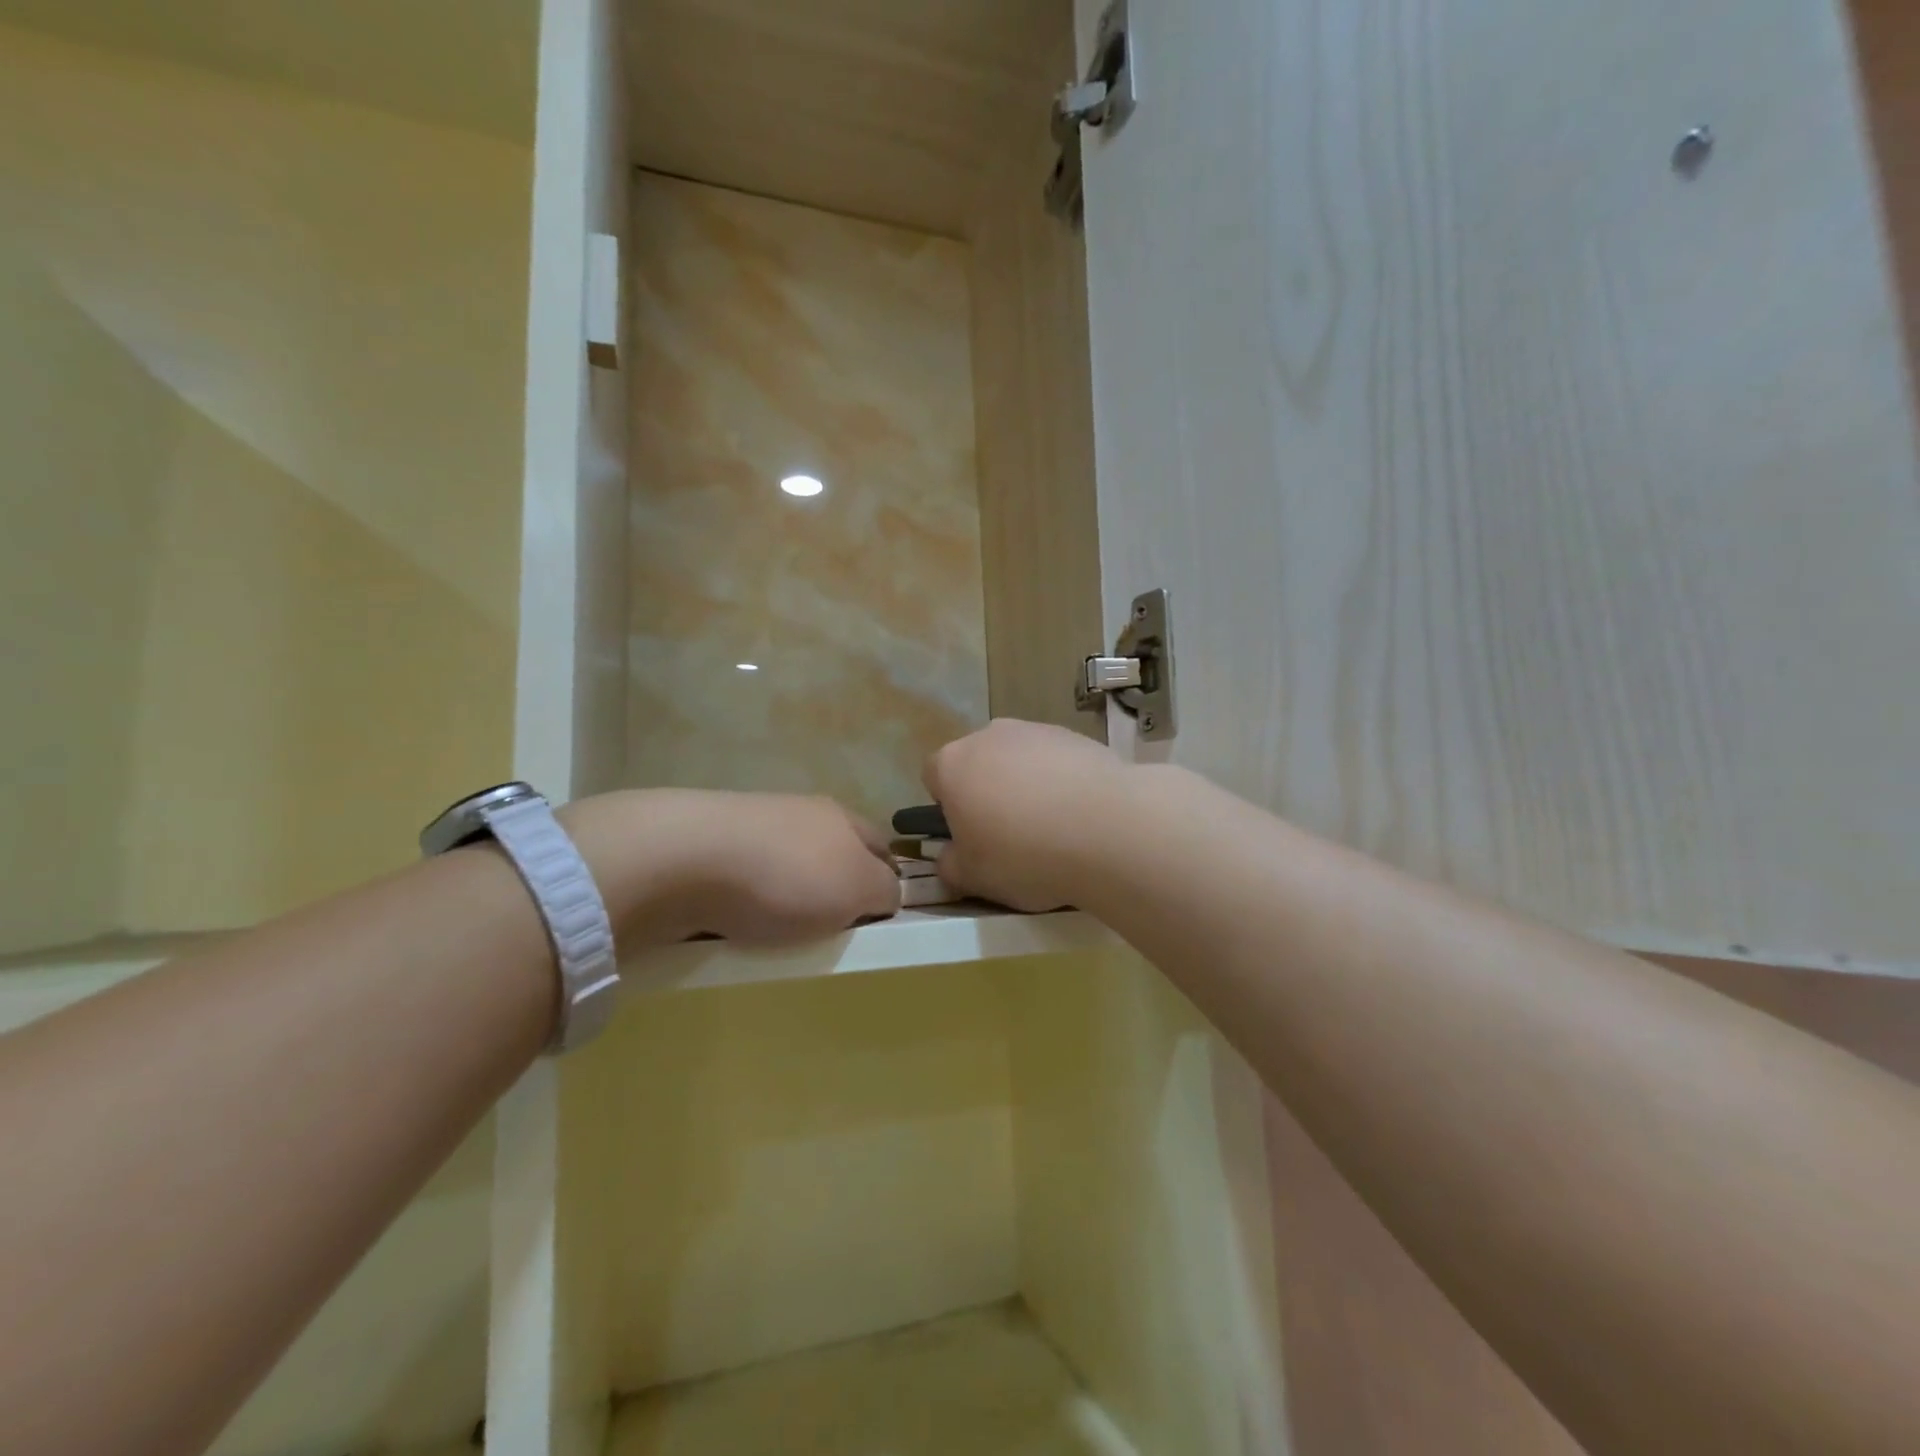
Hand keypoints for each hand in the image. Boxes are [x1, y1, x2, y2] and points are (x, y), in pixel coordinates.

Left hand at [561, 790, 899, 946]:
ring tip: (779, 936)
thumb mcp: (859, 888)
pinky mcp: (707, 845)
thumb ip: (884, 890)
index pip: (881, 847)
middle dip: (833, 890)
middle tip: (830, 932)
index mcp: (841, 817)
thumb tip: (884, 892)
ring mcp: (750, 825)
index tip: (879, 920)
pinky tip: (735, 924)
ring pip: (785, 867)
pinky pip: (743, 879)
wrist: (682, 859)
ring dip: (787, 896)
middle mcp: (800, 812)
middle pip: (831, 855)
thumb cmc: (786, 876)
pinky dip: (746, 902)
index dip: (887, 881)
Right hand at [923, 720, 1132, 911]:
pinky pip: (1056, 761)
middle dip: (988, 793)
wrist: (1107, 827)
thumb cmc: (1024, 854)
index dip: (948, 807)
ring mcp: (1035, 730)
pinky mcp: (1076, 735)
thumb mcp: (973, 878)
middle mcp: (989, 736)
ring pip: (1019, 760)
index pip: (933, 777)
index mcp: (952, 764)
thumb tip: (950, 857)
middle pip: (978, 764)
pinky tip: (1081, 815)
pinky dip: (1062, 782)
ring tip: (1053, 828)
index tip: (970, 836)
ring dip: (1027, 786)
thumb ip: (949, 866)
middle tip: (1010, 836)